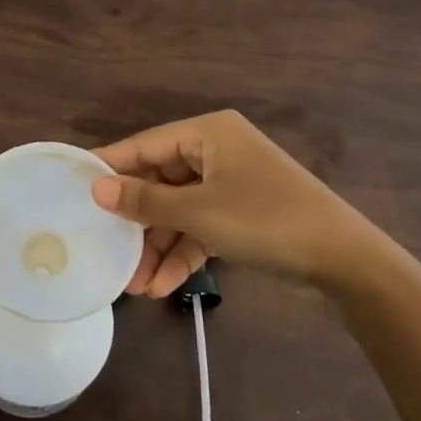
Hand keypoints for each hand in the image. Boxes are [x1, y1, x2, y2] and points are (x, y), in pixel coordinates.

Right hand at [91, 110, 378, 295]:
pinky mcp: (242, 213)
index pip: (146, 144)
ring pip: (179, 209)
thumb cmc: (266, 220)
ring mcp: (231, 183)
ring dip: (158, 245)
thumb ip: (145, 200)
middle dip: (137, 222)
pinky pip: (201, 226)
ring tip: (134, 285)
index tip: (74, 185)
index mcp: (208, 133)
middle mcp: (217, 151)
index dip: (110, 165)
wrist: (345, 261)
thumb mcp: (200, 212)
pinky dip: (184, 252)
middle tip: (106, 249)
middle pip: (161, 180)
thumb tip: (96, 188)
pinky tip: (163, 286)